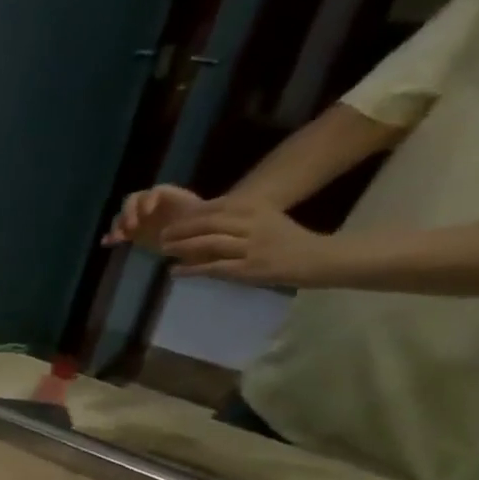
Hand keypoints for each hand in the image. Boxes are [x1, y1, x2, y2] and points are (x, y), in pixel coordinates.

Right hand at [103, 184, 205, 247]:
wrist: (201, 243)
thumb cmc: (204, 232)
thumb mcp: (202, 222)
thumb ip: (191, 222)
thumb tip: (179, 225)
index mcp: (170, 200)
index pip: (153, 192)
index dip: (147, 200)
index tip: (147, 213)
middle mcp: (153, 207)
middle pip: (133, 202)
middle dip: (128, 212)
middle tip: (129, 228)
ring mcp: (142, 220)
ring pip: (124, 216)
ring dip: (118, 225)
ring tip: (116, 238)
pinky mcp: (133, 234)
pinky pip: (120, 232)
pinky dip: (112, 236)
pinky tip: (107, 243)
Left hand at [161, 199, 333, 285]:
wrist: (316, 258)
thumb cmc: (285, 240)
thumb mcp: (264, 219)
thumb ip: (236, 219)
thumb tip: (200, 222)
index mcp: (257, 209)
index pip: (216, 208)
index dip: (189, 216)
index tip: (170, 222)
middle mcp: (253, 225)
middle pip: (209, 223)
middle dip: (181, 229)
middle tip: (161, 236)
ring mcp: (251, 247)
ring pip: (210, 243)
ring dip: (182, 246)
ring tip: (163, 250)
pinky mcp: (249, 269)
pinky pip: (214, 267)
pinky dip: (192, 269)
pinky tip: (175, 271)